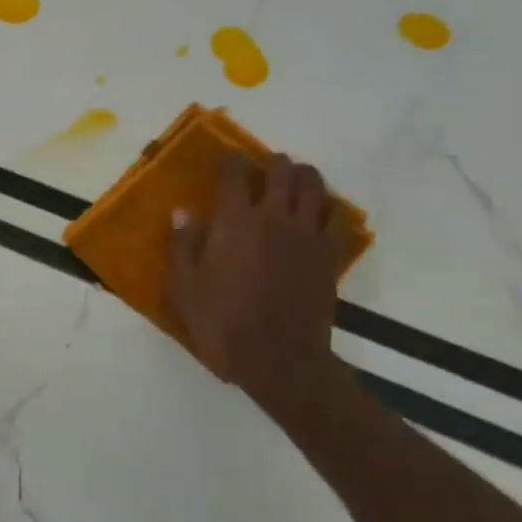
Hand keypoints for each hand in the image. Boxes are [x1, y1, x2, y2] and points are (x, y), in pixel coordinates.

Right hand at [165, 152, 346, 424]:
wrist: (278, 359)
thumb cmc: (222, 323)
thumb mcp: (184, 288)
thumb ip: (182, 245)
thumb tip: (183, 212)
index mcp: (234, 222)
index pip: (235, 174)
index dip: (231, 162)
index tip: (228, 163)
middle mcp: (273, 217)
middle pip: (281, 171)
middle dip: (272, 163)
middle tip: (263, 171)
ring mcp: (306, 235)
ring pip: (314, 186)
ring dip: (303, 178)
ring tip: (294, 184)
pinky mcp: (330, 256)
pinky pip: (339, 219)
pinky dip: (331, 210)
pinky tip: (320, 216)